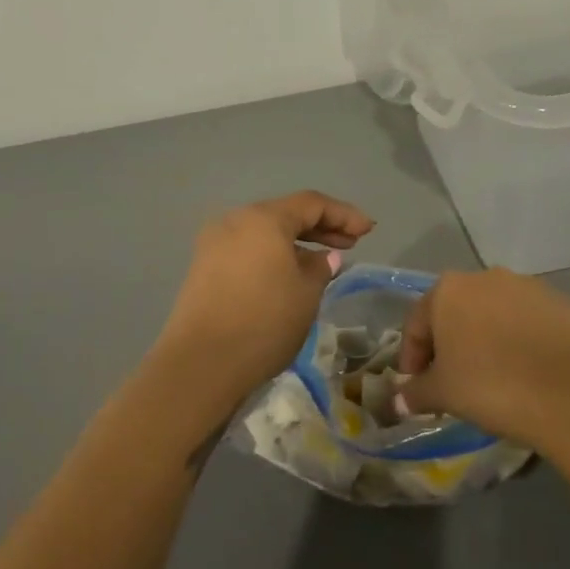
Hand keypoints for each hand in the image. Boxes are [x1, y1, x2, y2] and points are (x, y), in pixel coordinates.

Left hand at [151, 191, 374, 413]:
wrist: (201, 363)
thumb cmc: (264, 322)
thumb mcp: (306, 294)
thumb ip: (321, 268)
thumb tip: (325, 257)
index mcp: (263, 219)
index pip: (311, 204)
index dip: (343, 215)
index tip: (368, 231)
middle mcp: (235, 220)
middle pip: (285, 214)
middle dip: (320, 227)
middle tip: (351, 243)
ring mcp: (215, 243)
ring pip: (265, 233)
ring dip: (296, 243)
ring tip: (324, 262)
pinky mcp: (204, 267)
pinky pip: (248, 250)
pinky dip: (273, 255)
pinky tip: (290, 274)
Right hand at [394, 268, 569, 448]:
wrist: (564, 394)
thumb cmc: (487, 386)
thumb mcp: (441, 393)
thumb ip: (416, 392)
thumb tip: (400, 400)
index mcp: (448, 289)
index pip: (417, 324)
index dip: (412, 358)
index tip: (417, 387)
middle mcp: (485, 277)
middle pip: (456, 312)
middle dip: (450, 343)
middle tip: (452, 379)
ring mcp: (526, 286)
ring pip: (495, 313)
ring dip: (487, 337)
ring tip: (493, 374)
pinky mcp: (560, 302)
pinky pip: (530, 321)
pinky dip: (522, 339)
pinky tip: (526, 369)